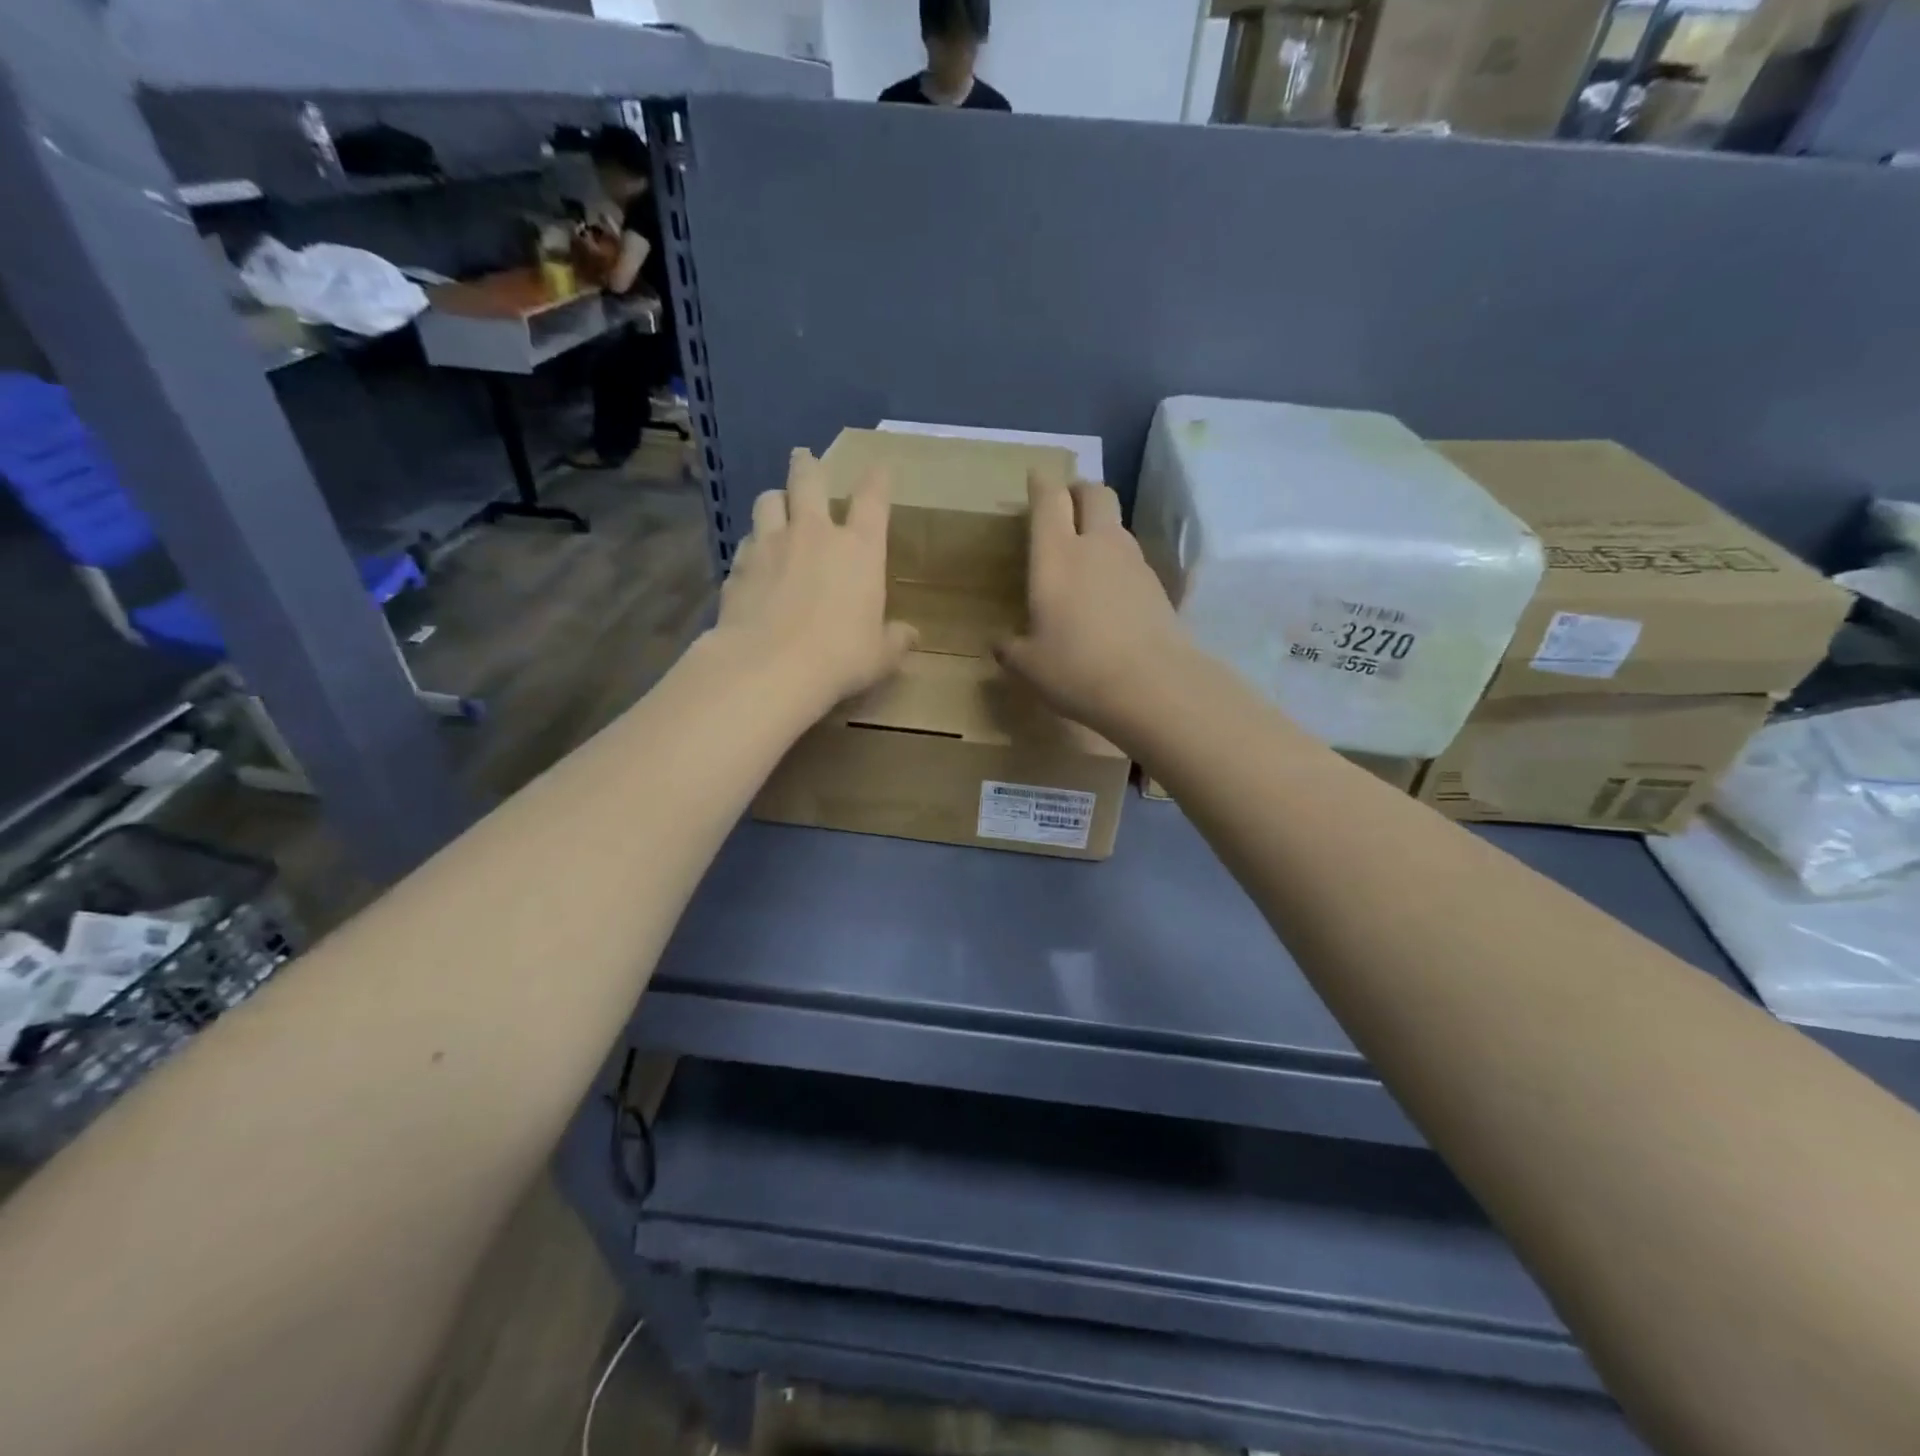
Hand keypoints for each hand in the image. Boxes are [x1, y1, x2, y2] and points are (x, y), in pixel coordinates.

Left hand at [710, 449, 917, 715]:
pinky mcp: (738, 565)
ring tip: (777, 505)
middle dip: (808, 465)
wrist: (770, 667)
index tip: (880, 467)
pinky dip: (751, 544)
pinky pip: (745, 542)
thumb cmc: (840, 657)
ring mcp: (770, 544)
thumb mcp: (880, 655)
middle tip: (805, 457)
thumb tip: (911, 636)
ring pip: (768, 500)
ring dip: (775, 499)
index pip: (873, 498)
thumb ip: (896, 640)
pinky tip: (753, 558)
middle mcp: (814, 533)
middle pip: (809, 480)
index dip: (878, 478)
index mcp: (859, 548)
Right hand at [995, 474, 1189, 740]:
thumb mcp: (1029, 666)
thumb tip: (1000, 644)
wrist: (1153, 686)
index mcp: (1056, 556)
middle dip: (1079, 491)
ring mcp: (1133, 562)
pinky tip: (1111, 594)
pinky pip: (1133, 559)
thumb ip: (1011, 649)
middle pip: (1094, 493)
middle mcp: (1097, 546)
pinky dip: (1118, 564)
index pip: (1049, 499)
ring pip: (1117, 526)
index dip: (1041, 484)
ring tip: (1087, 556)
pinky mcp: (1158, 585)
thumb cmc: (1077, 669)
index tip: (1036, 479)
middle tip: (1066, 506)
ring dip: (1101, 528)